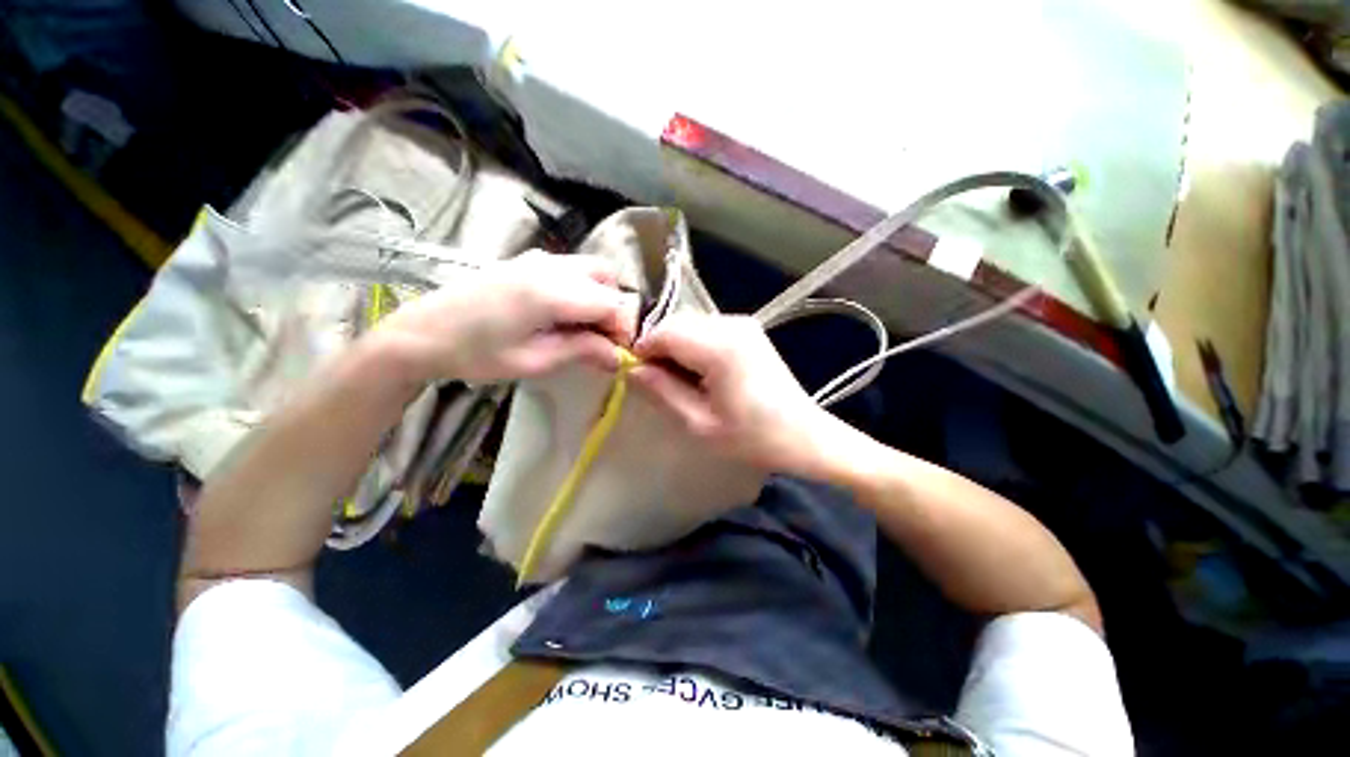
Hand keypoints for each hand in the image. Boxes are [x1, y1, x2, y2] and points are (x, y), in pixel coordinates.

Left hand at [375, 251, 637, 383]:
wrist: (420, 333)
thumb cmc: (474, 354)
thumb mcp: (533, 361)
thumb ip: (581, 351)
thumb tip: (617, 357)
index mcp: (551, 292)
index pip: (612, 302)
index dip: (623, 328)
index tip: (618, 352)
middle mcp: (550, 266)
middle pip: (608, 278)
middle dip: (615, 309)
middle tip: (603, 339)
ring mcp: (537, 258)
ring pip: (592, 269)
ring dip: (600, 296)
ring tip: (585, 328)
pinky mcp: (527, 260)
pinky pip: (572, 268)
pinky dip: (583, 288)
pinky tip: (564, 313)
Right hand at [631, 313, 839, 473]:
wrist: (805, 435)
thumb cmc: (754, 438)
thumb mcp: (700, 424)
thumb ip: (662, 392)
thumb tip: (632, 370)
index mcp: (720, 347)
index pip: (664, 332)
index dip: (643, 351)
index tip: (638, 377)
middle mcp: (731, 324)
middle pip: (676, 323)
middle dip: (660, 349)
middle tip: (659, 383)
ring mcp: (742, 323)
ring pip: (690, 324)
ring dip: (676, 348)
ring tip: (682, 382)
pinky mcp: (748, 330)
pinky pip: (706, 329)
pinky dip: (694, 347)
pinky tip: (702, 374)